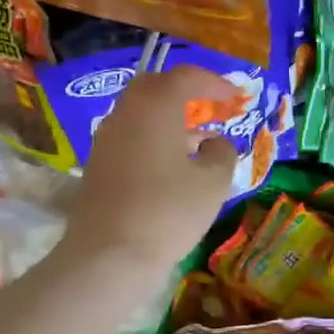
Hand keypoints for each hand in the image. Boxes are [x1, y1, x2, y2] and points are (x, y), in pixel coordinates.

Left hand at [61, 64, 237, 282]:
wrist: (108, 256)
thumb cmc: (168, 212)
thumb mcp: (213, 182)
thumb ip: (222, 152)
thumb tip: (213, 142)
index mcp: (155, 106)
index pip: (187, 77)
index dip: (215, 83)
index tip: (236, 98)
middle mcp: (126, 113)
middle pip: (156, 87)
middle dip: (185, 92)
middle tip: (210, 107)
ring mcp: (106, 138)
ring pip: (140, 113)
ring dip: (169, 117)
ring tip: (198, 140)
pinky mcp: (98, 164)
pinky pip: (130, 136)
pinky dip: (154, 137)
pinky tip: (173, 164)